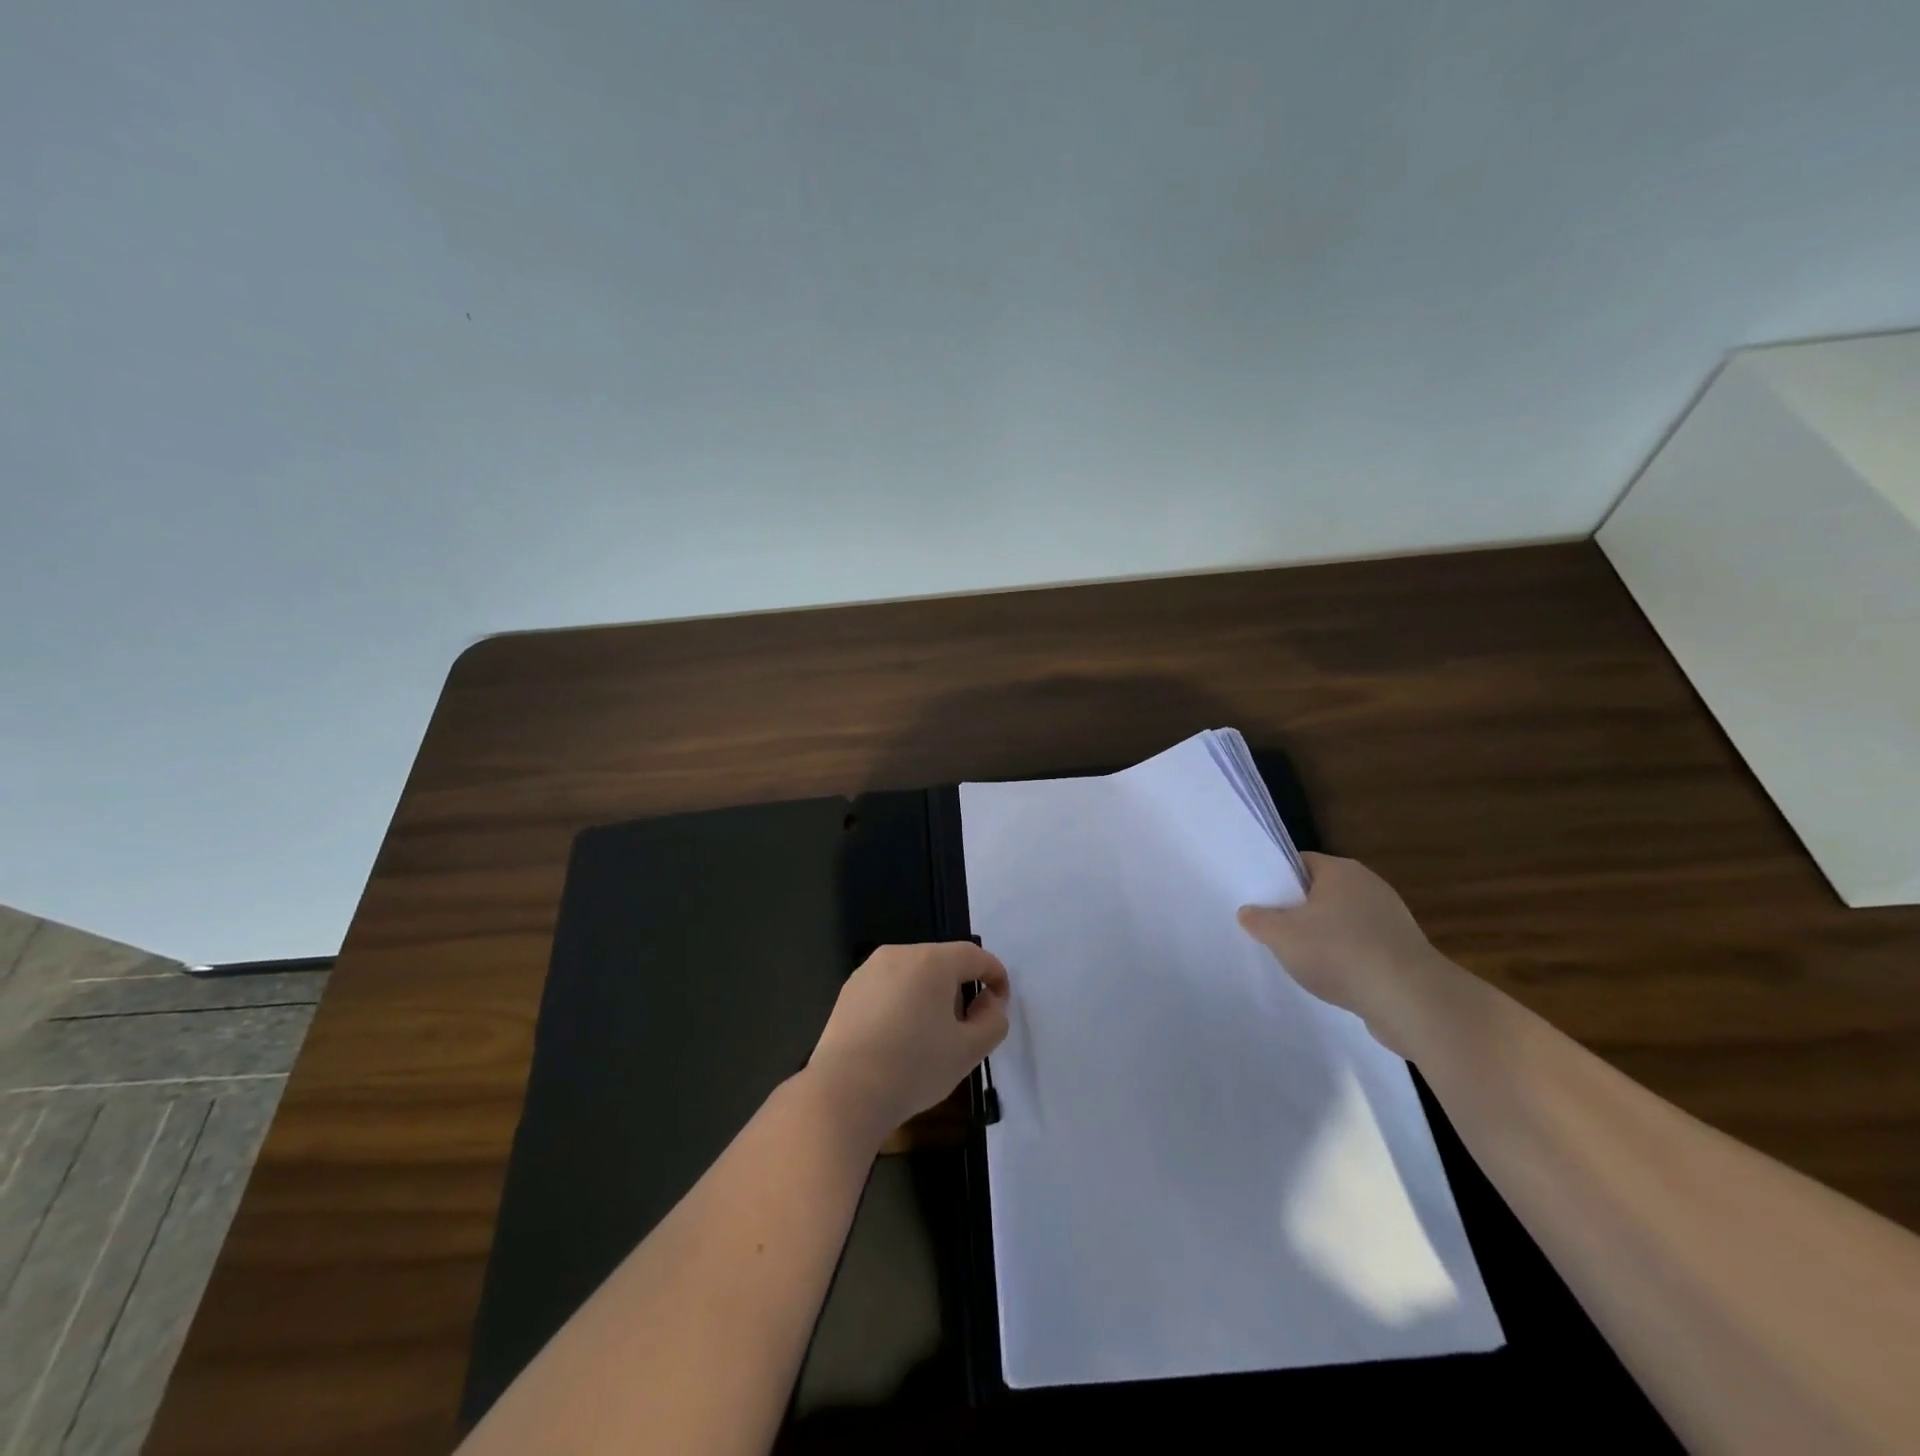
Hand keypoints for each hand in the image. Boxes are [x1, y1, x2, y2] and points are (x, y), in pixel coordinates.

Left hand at [806, 942, 1009, 1142]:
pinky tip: (898, 1039)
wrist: (843, 1093)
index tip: (1000, 1004)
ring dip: (931, 996)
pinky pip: (889, 987)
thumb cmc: (913, 1067)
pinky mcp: (849, 990)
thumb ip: (993, 1021)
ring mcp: (869, 970)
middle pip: (943, 962)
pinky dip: (903, 1003)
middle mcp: (899, 954)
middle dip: (961, 988)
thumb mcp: (968, 1051)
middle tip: (966, 1027)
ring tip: (931, 1036)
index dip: (996, 976)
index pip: (976, 956)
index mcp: (932, 961)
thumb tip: (989, 1001)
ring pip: (914, 974)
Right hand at [1237, 853, 1461, 1056]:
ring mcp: (1391, 919)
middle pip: (1321, 892)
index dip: (1276, 878)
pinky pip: (1363, 947)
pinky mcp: (1404, 951)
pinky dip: (1347, 960)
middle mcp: (1369, 886)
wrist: (1411, 1001)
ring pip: (1343, 922)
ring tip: (1300, 960)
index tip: (1259, 900)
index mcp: (1341, 870)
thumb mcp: (1281, 935)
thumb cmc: (1339, 953)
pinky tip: (1333, 980)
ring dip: (1323, 938)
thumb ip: (1258, 920)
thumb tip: (1249, 913)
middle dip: (1298, 911)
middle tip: (1273, 931)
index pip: (1300, 862)